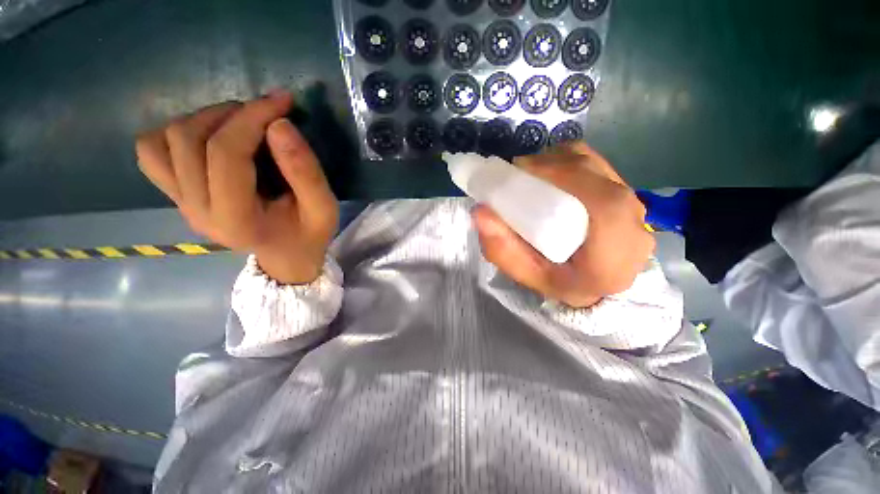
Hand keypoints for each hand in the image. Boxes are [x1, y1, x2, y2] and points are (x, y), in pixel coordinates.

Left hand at [135, 91, 338, 283]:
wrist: (286, 256)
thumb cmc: (309, 235)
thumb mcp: (324, 209)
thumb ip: (306, 173)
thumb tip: (279, 124)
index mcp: (236, 220)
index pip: (226, 154)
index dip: (252, 118)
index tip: (282, 102)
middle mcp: (196, 210)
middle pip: (188, 140)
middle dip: (230, 114)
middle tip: (265, 114)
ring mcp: (180, 203)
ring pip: (162, 141)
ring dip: (202, 120)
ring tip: (238, 124)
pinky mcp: (176, 195)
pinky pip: (152, 153)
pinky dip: (175, 134)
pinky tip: (210, 139)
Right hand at [473, 142, 653, 307]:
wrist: (595, 286)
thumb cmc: (560, 285)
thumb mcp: (527, 276)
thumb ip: (503, 250)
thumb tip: (480, 212)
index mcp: (614, 258)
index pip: (604, 205)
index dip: (566, 176)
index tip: (524, 170)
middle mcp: (634, 228)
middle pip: (598, 177)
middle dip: (554, 164)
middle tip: (519, 171)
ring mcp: (635, 208)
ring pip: (598, 167)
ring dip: (560, 162)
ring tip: (532, 173)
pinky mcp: (627, 196)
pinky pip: (598, 167)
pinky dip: (571, 163)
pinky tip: (550, 175)